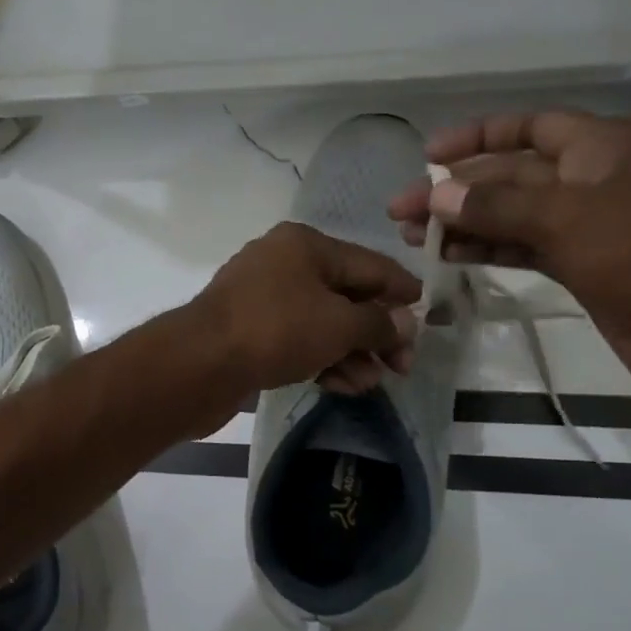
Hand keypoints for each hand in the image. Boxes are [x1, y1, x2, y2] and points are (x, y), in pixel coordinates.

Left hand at [188, 222, 418, 401]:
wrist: (199, 363)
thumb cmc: (276, 330)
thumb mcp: (338, 324)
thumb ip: (378, 323)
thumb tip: (405, 323)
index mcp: (305, 245)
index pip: (370, 264)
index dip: (403, 291)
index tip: (432, 318)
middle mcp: (283, 263)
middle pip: (346, 295)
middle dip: (377, 332)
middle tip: (402, 366)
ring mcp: (263, 298)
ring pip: (322, 322)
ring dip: (352, 352)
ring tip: (371, 384)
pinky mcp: (249, 331)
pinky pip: (298, 340)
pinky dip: (322, 359)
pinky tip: (342, 385)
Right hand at [386, 111, 630, 417]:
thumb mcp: (566, 218)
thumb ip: (494, 205)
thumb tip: (436, 196)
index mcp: (606, 147)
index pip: (530, 127)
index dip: (476, 137)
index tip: (427, 155)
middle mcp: (596, 178)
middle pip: (512, 173)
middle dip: (456, 189)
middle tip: (401, 209)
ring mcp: (592, 226)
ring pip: (513, 214)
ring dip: (464, 222)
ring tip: (411, 237)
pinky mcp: (587, 267)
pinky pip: (525, 247)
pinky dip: (487, 249)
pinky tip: (448, 257)